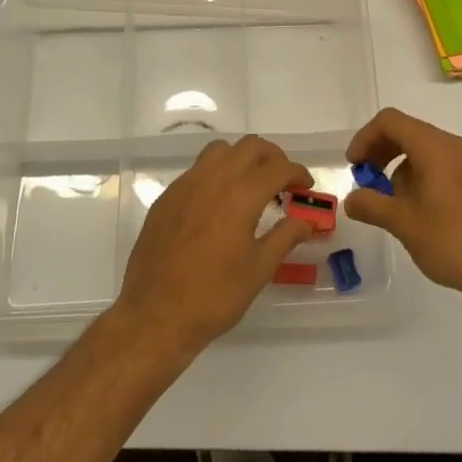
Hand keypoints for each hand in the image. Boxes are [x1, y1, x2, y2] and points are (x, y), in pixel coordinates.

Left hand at [114, 135, 313, 355]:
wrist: (154, 315)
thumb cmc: (214, 296)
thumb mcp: (259, 270)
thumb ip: (285, 237)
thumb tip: (306, 222)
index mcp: (240, 196)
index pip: (277, 168)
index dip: (297, 173)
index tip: (306, 187)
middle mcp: (212, 180)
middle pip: (250, 147)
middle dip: (273, 157)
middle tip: (284, 181)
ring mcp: (184, 186)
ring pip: (220, 151)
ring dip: (242, 159)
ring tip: (252, 186)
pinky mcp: (166, 198)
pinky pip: (197, 170)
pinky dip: (217, 174)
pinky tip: (219, 204)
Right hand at [344, 108, 461, 301]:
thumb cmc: (453, 241)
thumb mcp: (403, 224)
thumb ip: (371, 206)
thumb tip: (351, 199)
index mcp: (434, 147)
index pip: (390, 121)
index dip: (365, 138)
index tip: (354, 166)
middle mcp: (453, 146)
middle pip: (407, 132)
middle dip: (380, 151)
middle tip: (366, 181)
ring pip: (423, 149)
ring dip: (399, 166)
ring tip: (390, 202)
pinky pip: (440, 164)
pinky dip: (419, 175)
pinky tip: (416, 209)